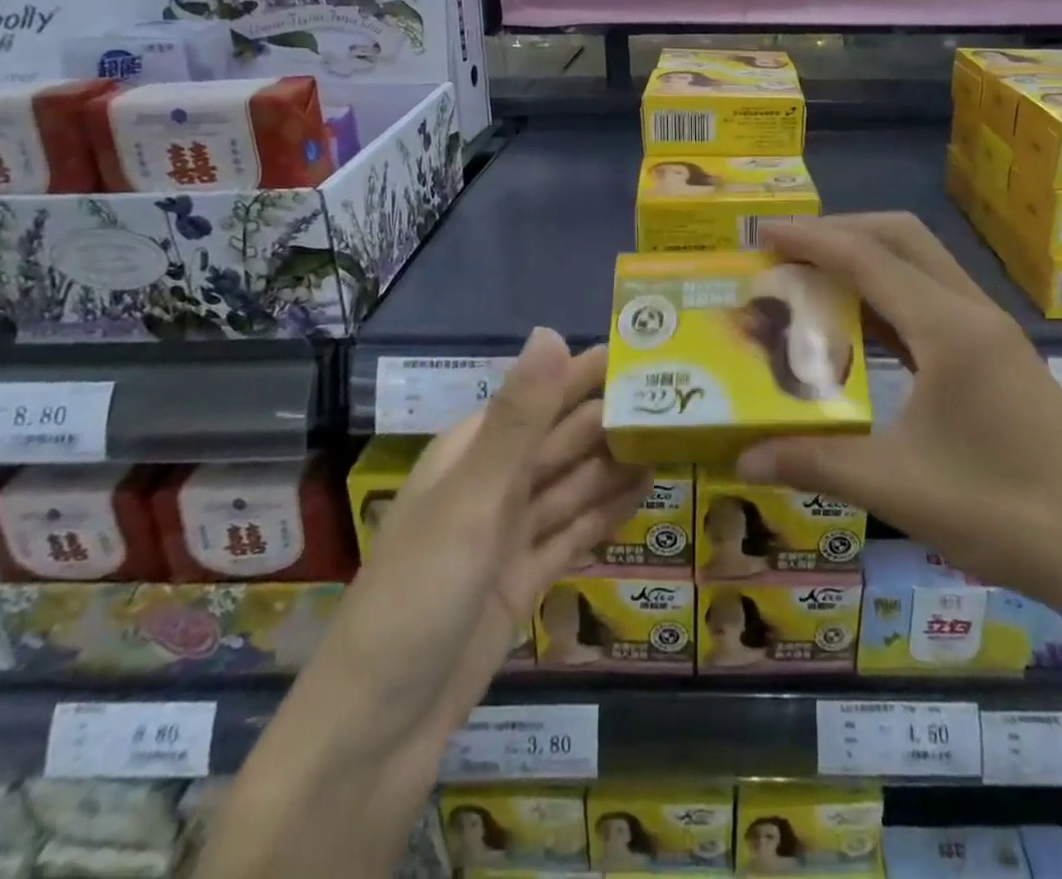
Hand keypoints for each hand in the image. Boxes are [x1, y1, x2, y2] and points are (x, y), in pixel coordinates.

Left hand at [331, 327, 650, 737]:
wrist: (378, 729)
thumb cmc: (420, 593)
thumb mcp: (473, 497)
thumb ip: (520, 418)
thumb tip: (552, 331)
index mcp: (475, 451)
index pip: (544, 394)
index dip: (591, 371)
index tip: (650, 349)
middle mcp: (494, 483)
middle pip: (565, 439)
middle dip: (616, 417)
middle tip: (683, 397)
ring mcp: (510, 533)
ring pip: (575, 484)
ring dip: (618, 462)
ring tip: (677, 439)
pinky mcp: (525, 578)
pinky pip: (575, 531)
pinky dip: (607, 511)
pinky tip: (646, 491)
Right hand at [734, 214, 1061, 613]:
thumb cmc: (1001, 512)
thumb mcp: (895, 486)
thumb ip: (813, 462)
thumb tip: (742, 459)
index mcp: (949, 328)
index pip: (868, 258)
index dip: (811, 240)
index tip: (763, 234)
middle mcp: (973, 312)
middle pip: (901, 238)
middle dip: (841, 232)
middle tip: (787, 253)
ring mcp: (992, 331)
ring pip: (921, 264)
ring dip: (867, 260)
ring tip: (813, 282)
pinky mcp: (1000, 355)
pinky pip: (934, 300)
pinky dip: (890, 295)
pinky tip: (862, 330)